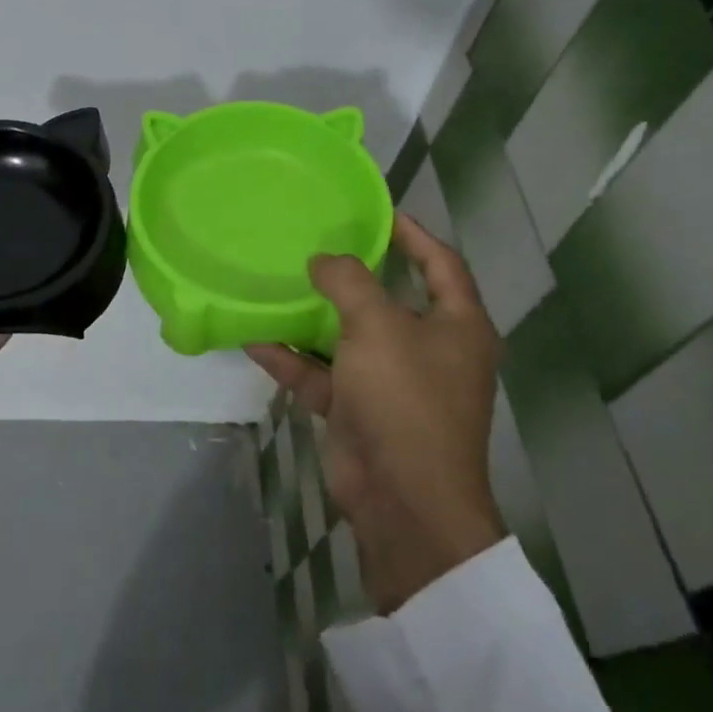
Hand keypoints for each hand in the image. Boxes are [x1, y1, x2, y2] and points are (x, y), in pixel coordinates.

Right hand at [247, 214, 504, 613]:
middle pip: (390, 300)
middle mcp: (430, 351)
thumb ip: (348, 282)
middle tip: (316, 244)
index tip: (375, 212)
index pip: (440, 264)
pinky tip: (256, 338)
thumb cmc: (405, 398)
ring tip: (279, 284)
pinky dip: (294, 359)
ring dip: (315, 317)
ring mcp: (393, 383)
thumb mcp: (377, 326)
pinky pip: (324, 374)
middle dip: (354, 275)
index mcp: (457, 326)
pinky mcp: (360, 410)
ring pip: (351, 338)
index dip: (413, 234)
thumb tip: (323, 259)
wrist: (403, 499)